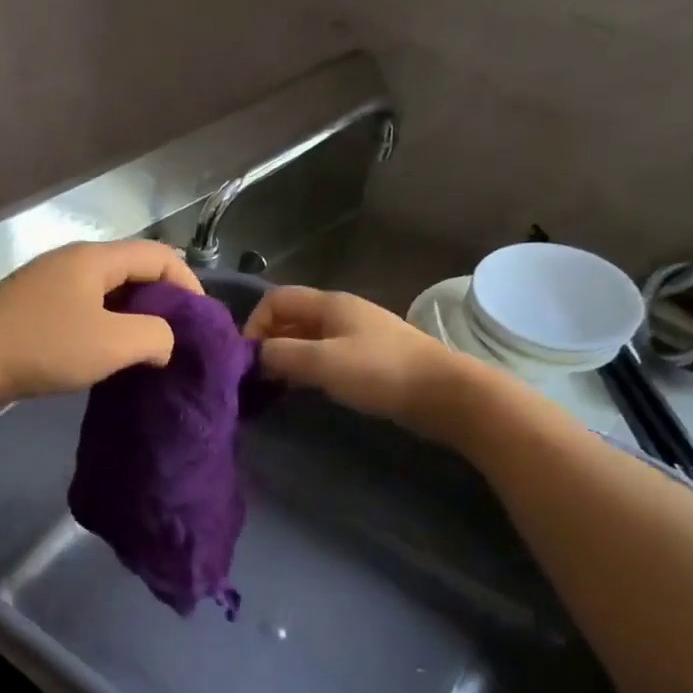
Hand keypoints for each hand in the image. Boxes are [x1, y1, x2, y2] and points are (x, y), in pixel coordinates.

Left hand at [0, 240, 204, 403]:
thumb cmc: (43, 346)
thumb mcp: (111, 343)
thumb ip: (154, 336)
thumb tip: (166, 341)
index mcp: (96, 259)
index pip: (160, 256)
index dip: (188, 284)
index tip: (199, 325)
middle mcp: (74, 262)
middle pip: (133, 271)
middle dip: (162, 302)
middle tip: (177, 340)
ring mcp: (50, 284)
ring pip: (108, 293)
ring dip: (132, 318)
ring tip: (146, 352)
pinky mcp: (34, 308)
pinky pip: (84, 309)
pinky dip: (105, 327)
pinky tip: (106, 355)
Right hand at [243, 285, 481, 445]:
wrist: (443, 393)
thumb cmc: (379, 371)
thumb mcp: (321, 361)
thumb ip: (280, 354)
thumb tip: (254, 356)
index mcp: (328, 304)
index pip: (275, 300)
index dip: (255, 324)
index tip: (249, 358)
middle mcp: (340, 313)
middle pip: (290, 319)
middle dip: (268, 343)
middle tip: (257, 377)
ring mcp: (356, 335)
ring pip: (306, 339)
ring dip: (287, 358)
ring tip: (276, 386)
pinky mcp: (367, 358)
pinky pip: (324, 356)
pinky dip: (307, 368)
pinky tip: (305, 389)